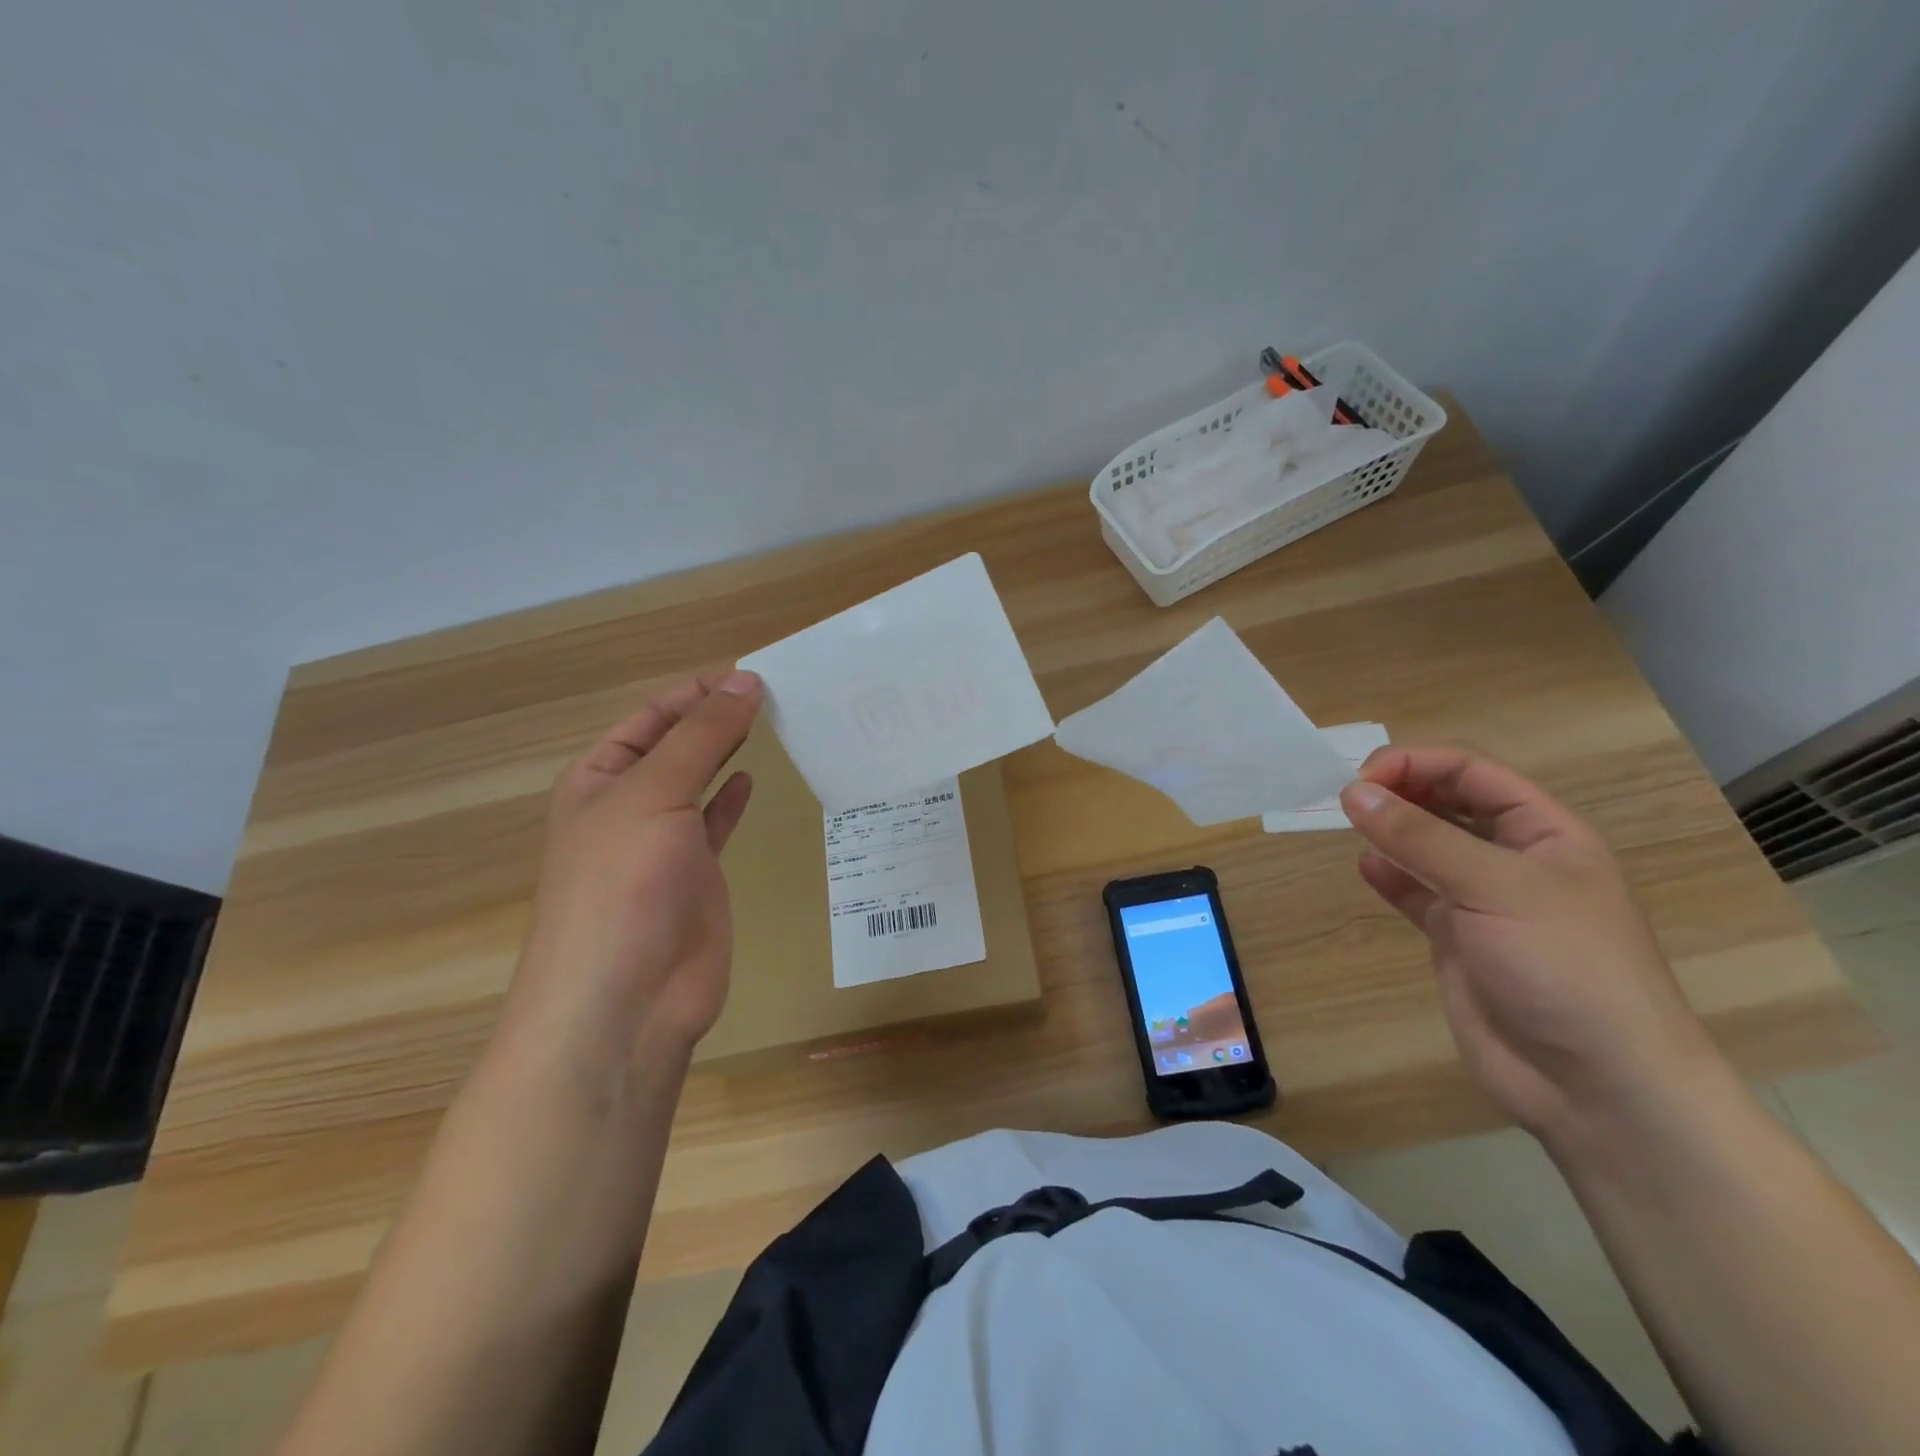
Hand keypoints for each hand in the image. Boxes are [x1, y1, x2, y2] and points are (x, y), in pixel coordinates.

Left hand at [503, 671, 763, 1080]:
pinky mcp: (696, 876)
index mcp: (599, 779)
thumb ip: (702, 737)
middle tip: (773, 691)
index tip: (752, 672)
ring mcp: (662, 843)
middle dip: (714, 717)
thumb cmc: (623, 884)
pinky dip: (731, 800)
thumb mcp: (655, 795)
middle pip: (675, 746)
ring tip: (771, 721)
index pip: (650, 718)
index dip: (696, 692)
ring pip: (698, 782)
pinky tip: (751, 779)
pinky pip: (714, 824)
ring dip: (727, 752)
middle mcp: (627, 805)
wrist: (626, 998)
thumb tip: (746, 681)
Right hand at [1338, 746, 1720, 1144]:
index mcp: (1545, 832)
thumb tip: (1352, 792)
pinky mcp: (1457, 939)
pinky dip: (1389, 877)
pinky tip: (1367, 870)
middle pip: (1448, 802)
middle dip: (1399, 791)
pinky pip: (1415, 892)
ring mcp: (1484, 901)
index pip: (1472, 772)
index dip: (1416, 764)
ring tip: (1349, 826)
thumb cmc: (1565, 967)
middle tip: (1346, 799)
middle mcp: (1514, 858)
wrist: (1597, 1086)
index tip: (1361, 778)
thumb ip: (1420, 837)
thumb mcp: (1495, 888)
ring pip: (1427, 845)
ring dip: (1389, 830)